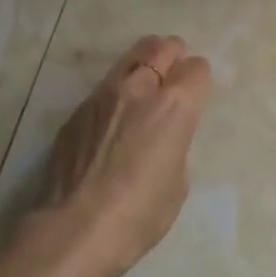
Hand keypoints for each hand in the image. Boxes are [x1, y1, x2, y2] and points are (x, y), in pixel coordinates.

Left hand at [41, 35, 211, 276]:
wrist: (76, 229)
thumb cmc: (141, 213)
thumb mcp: (178, 181)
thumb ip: (176, 143)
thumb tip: (162, 136)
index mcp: (175, 106)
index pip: (197, 68)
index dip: (199, 80)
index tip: (196, 93)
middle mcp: (140, 88)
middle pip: (162, 47)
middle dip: (172, 54)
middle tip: (172, 72)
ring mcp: (103, 95)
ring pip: (129, 59)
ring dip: (141, 66)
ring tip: (142, 88)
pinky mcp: (77, 111)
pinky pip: (103, 89)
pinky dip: (114, 95)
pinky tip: (110, 122)